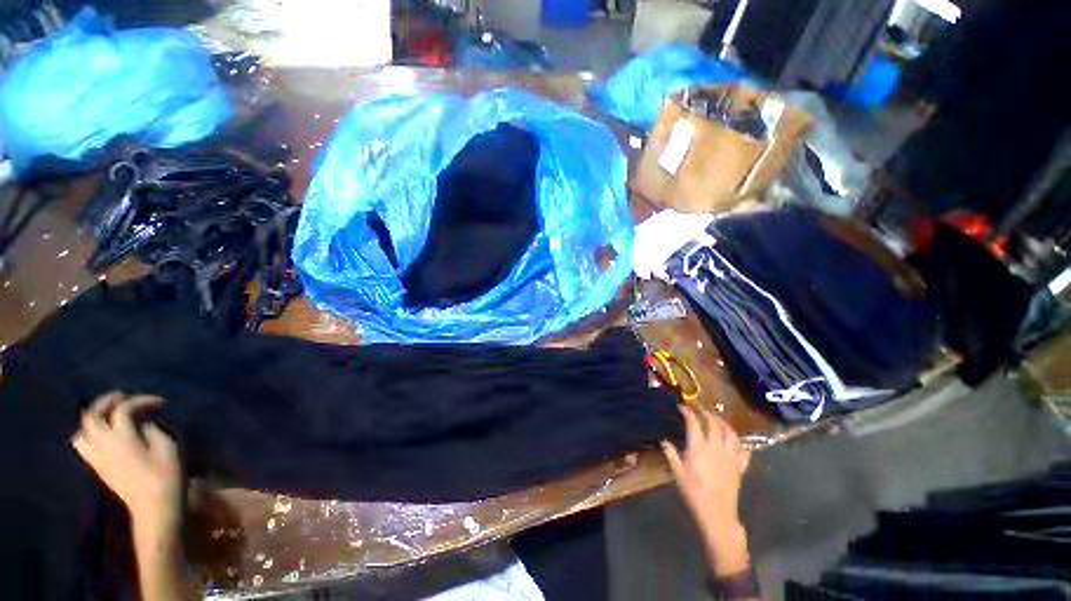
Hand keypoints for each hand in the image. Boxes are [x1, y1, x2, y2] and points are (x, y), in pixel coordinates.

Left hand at [72, 392, 182, 529]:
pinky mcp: (98, 468)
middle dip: (106, 402)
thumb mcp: (166, 447)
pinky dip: (91, 435)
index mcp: (121, 437)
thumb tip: (143, 421)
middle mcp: (103, 444)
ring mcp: (97, 457)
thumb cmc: (166, 475)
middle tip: (123, 397)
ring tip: (110, 417)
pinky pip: (84, 445)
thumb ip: (151, 429)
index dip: (141, 401)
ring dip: (94, 420)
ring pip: (82, 431)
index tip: (160, 402)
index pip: (123, 409)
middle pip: (92, 415)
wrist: (154, 507)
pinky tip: (107, 437)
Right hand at [662, 404, 751, 574]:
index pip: (693, 422)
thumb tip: (663, 440)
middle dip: (705, 412)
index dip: (687, 412)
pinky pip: (743, 450)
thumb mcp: (678, 473)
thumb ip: (671, 454)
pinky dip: (739, 442)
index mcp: (699, 447)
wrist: (717, 513)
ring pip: (730, 433)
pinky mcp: (739, 466)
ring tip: (716, 418)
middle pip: (713, 423)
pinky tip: (735, 440)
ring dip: (723, 422)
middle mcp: (716, 447)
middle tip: (698, 408)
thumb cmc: (694, 492)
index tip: (681, 406)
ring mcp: (730, 456)